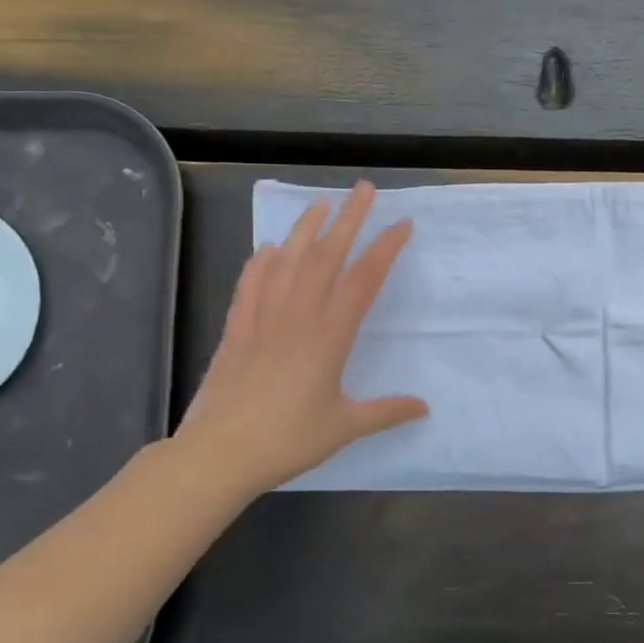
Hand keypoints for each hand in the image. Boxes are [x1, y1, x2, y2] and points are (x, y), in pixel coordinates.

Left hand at [177, 181, 427, 496]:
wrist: (219, 453)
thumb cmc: (288, 439)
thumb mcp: (345, 426)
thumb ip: (386, 411)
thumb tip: (424, 407)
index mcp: (329, 335)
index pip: (363, 279)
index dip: (385, 248)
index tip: (402, 224)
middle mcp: (298, 316)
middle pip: (326, 256)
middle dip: (348, 218)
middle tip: (363, 189)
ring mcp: (263, 318)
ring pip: (287, 261)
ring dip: (306, 229)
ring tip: (320, 205)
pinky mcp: (237, 328)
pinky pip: (252, 284)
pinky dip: (262, 261)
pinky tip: (270, 248)